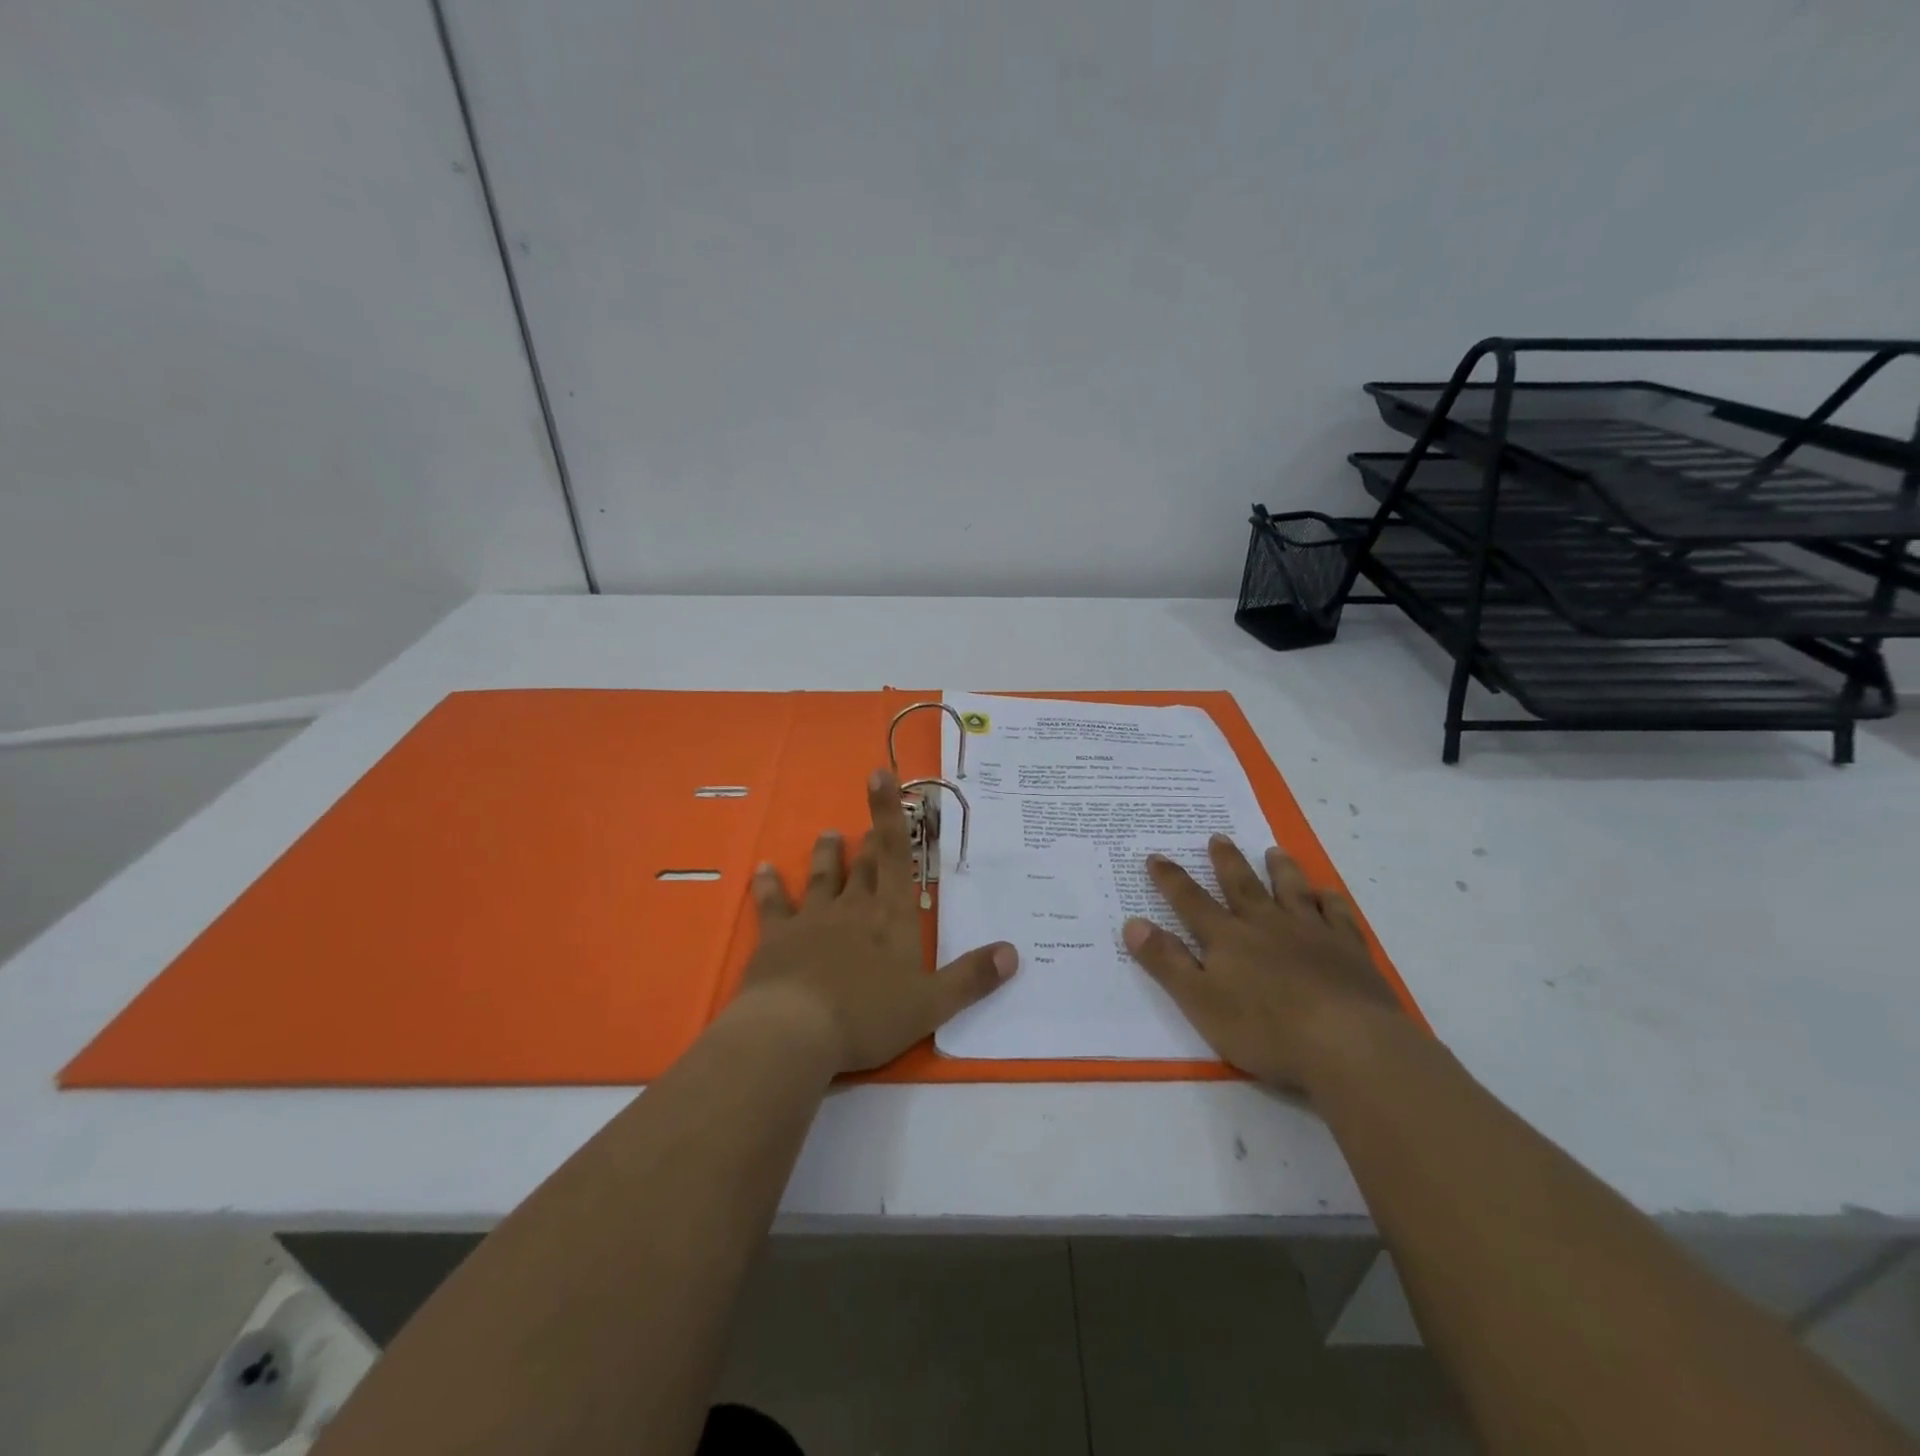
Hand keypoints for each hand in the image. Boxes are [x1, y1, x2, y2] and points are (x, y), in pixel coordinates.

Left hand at [732, 769, 1018, 1074]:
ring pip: (822, 876)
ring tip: (827, 834)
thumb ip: (972, 978)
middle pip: (864, 865)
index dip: (890, 814)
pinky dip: (768, 886)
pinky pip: (772, 904)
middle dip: (871, 842)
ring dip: (826, 855)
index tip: (879, 774)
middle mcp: (853, 907)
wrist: (795, 1031)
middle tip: (871, 826)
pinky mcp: (777, 937)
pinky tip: (762, 870)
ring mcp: (812, 918)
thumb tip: (1014, 953)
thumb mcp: (931, 1004)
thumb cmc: (868, 1015)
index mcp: (891, 916)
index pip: (896, 855)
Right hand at [1122, 835, 1403, 1091]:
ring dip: (1280, 869)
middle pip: (1242, 885)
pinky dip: (1329, 900)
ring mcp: (1310, 932)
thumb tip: (1133, 922)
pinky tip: (1327, 893)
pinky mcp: (1348, 949)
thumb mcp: (1200, 1001)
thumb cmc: (1264, 1028)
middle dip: (1226, 861)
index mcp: (1227, 938)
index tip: (1156, 856)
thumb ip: (1166, 962)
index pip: (1191, 901)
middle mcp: (1266, 924)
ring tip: (1273, 851)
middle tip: (1218, 837)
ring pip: (1291, 890)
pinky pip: (1337, 914)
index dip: (1171, 879)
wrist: (1346, 1042)